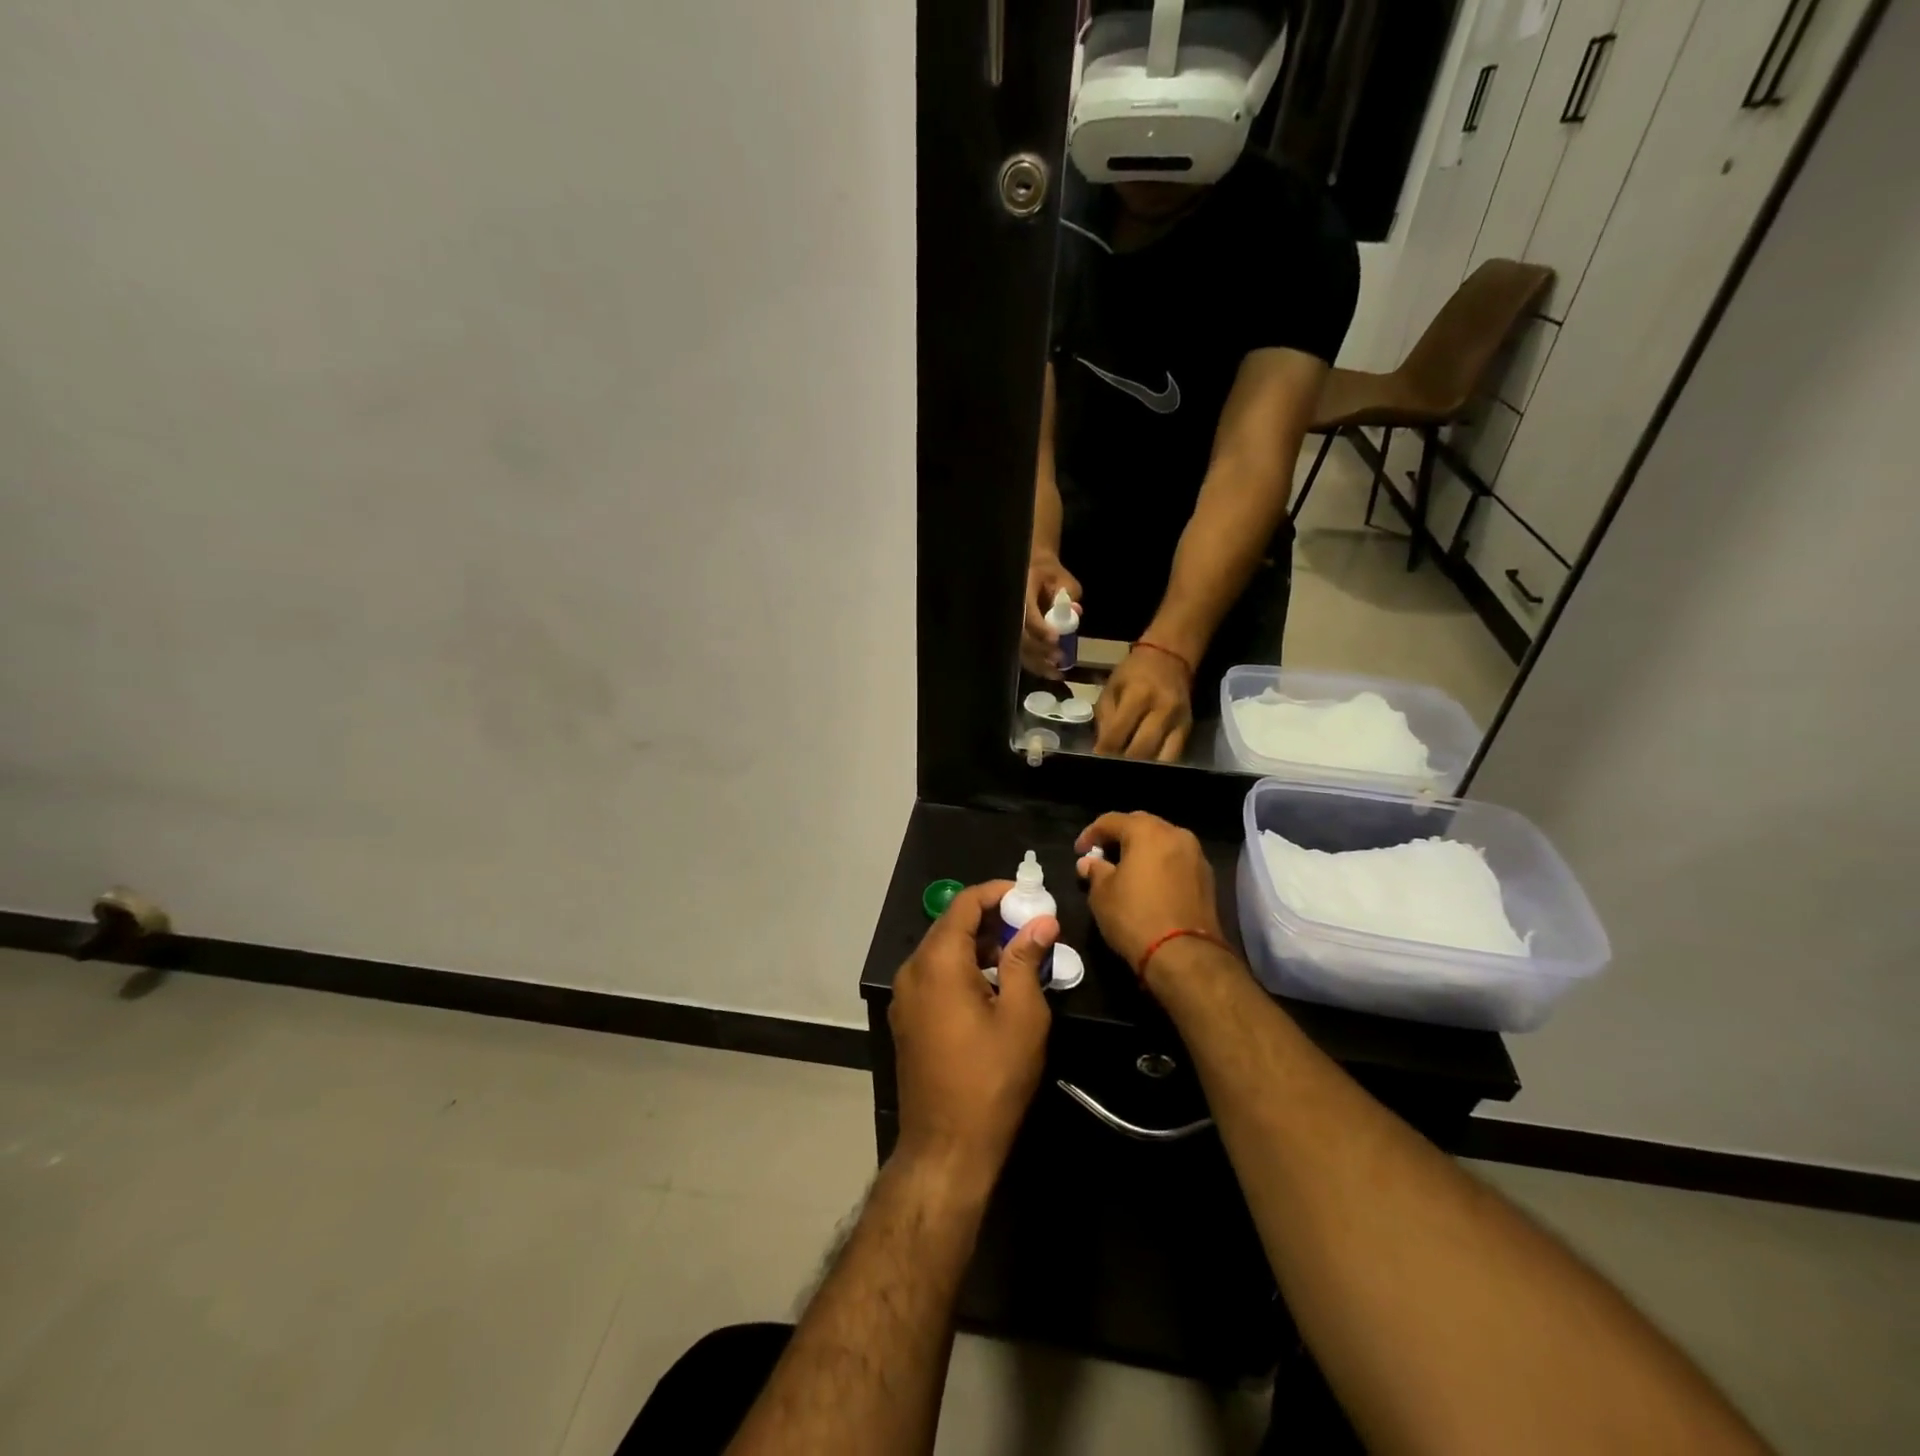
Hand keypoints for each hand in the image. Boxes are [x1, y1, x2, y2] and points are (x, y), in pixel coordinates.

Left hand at [889, 880, 1054, 1186]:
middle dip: (991, 919)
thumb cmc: (991, 1078)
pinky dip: (963, 967)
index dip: (997, 892)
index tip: (1030, 896)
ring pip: (942, 951)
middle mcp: (912, 970)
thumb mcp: (1021, 1015)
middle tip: (1031, 925)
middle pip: (951, 925)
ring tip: (1019, 953)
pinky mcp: (907, 1018)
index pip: (964, 904)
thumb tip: (1042, 921)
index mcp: (938, 961)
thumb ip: (1026, 959)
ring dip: (978, 945)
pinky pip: (935, 975)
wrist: (946, 1147)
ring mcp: (905, 995)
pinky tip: (993, 984)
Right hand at [1021, 553, 1082, 678]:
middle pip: (1018, 636)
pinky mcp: (1012, 638)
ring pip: (1018, 649)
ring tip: (1057, 673)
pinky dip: (1036, 665)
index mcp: (1020, 590)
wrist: (1031, 573)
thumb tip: (1075, 611)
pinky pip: (1021, 654)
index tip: (1055, 639)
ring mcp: (1008, 625)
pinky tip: (1051, 673)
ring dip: (1037, 663)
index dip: (1039, 627)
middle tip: (1059, 658)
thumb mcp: (1064, 579)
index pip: (1026, 612)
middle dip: (1039, 650)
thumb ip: (1070, 593)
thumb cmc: (1049, 576)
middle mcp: (1009, 609)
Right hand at [1075, 813, 1225, 977]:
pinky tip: (1149, 882)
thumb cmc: (1135, 917)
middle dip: (1119, 837)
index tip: (1079, 852)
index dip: (1091, 834)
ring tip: (1126, 868)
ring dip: (1143, 850)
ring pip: (1162, 842)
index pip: (1111, 821)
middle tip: (1102, 855)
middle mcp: (1175, 834)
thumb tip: (1089, 864)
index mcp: (1147, 831)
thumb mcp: (1102, 894)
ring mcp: (1196, 855)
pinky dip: (1160, 864)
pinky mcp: (1207, 877)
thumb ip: (1095, 871)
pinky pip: (1176, 860)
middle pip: (1141, 825)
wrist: (1184, 954)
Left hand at [1093, 645, 1192, 759]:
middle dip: (1123, 764)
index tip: (1096, 762)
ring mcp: (1179, 722)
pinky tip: (1145, 767)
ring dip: (1142, 768)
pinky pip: (1174, 756)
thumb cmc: (1134, 672)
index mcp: (1139, 695)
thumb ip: (1106, 719)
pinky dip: (1158, 765)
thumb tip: (1101, 750)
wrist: (1171, 656)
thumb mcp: (1112, 688)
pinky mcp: (1188, 730)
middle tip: (1110, 770)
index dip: (1105, 751)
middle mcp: (1163, 710)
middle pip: (1141, 750)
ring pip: (1161, 759)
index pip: (1119, 733)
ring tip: (1128, 771)